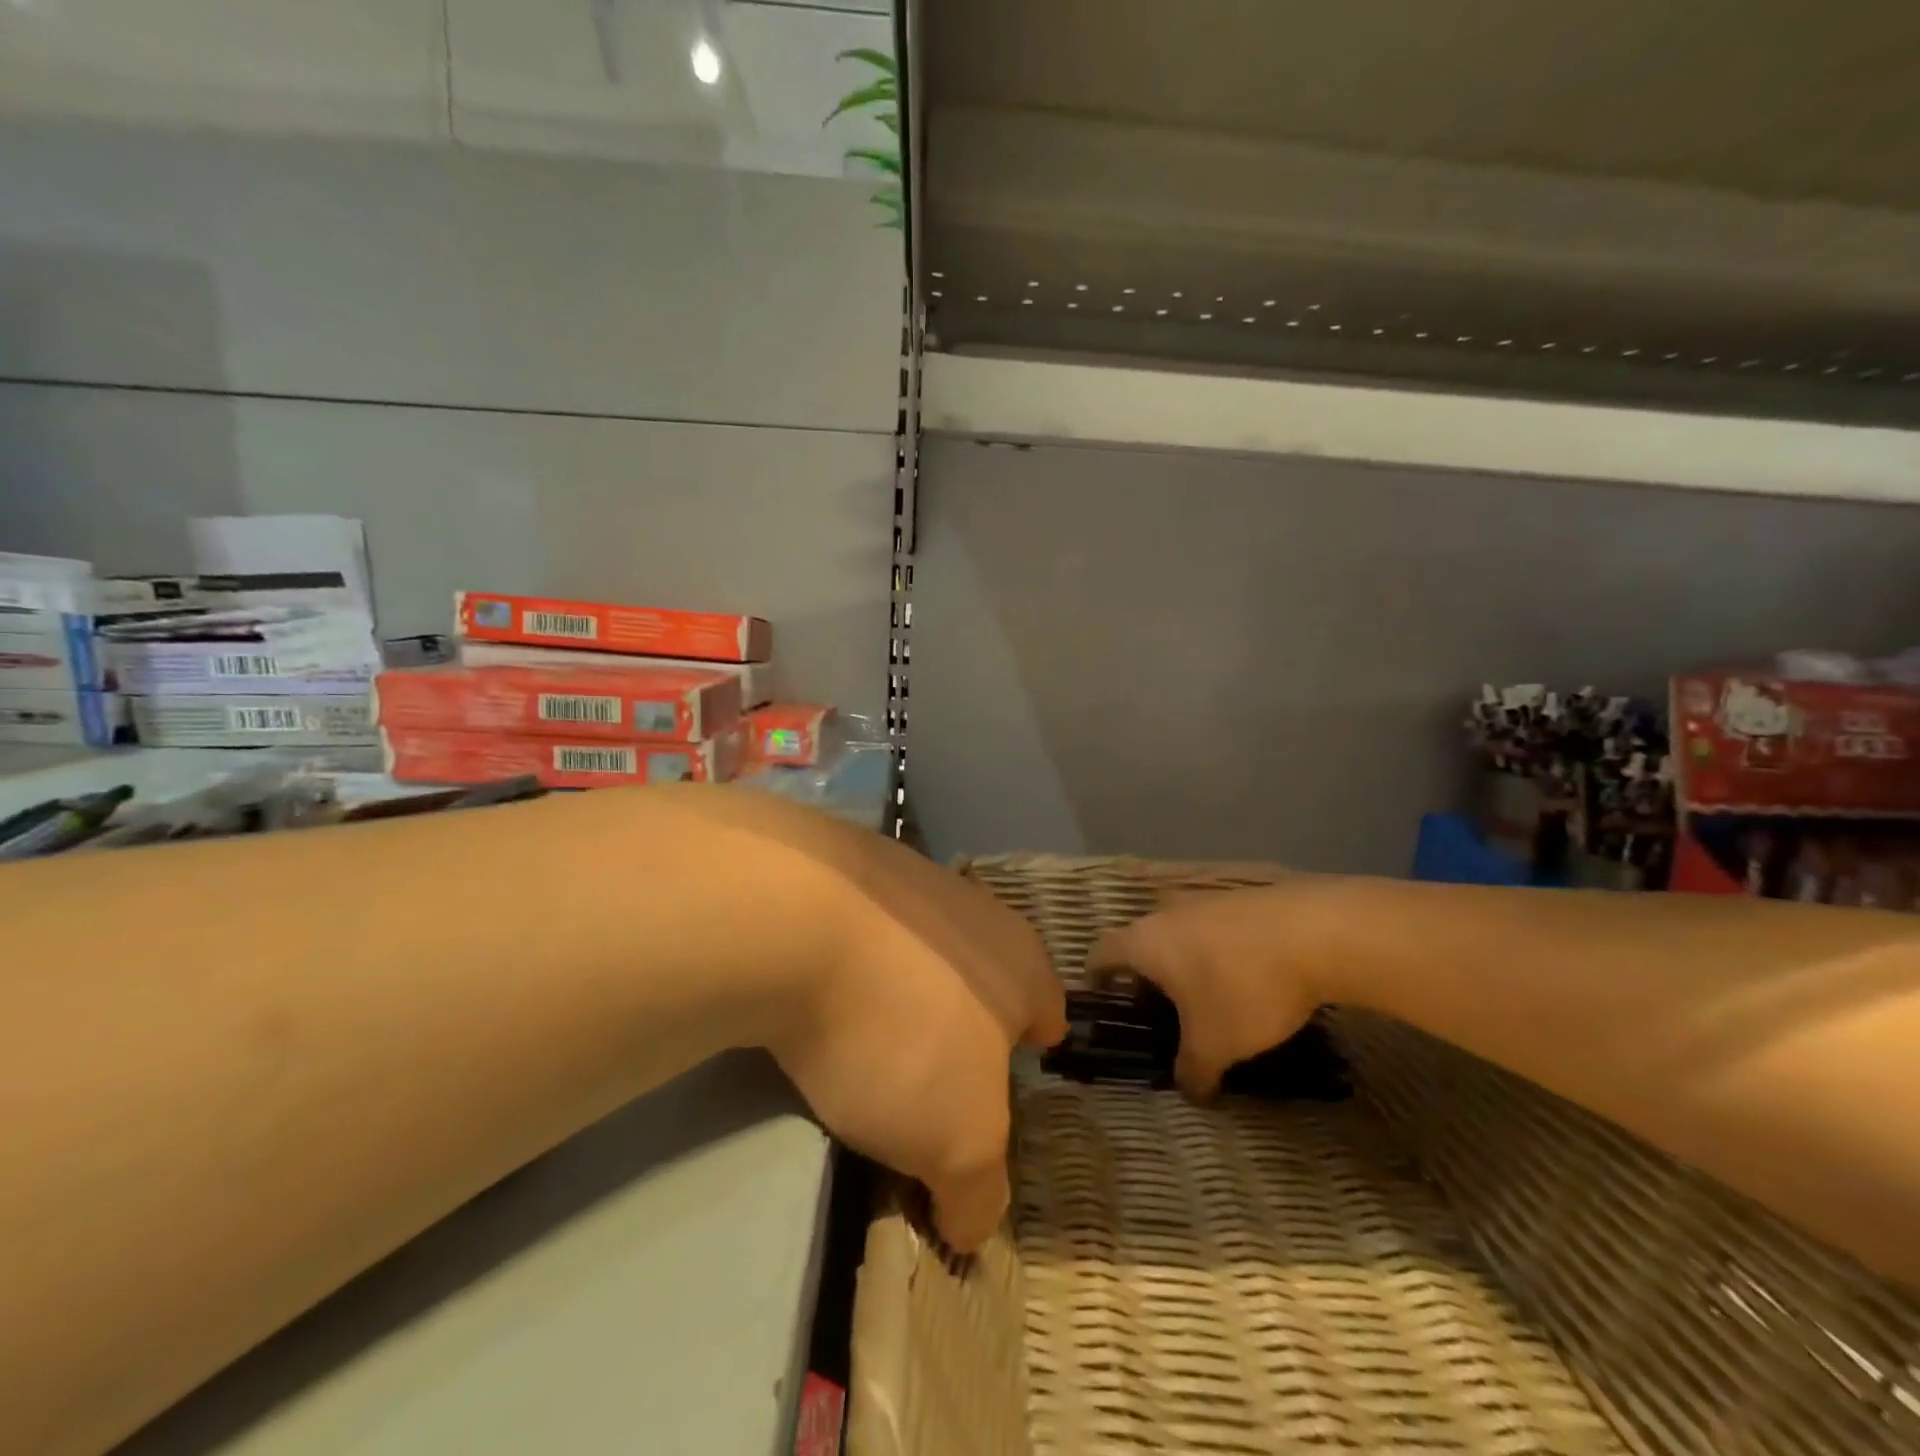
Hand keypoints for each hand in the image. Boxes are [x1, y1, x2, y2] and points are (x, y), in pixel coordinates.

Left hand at [686, 790, 1066, 1251]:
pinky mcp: (841, 870)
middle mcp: (973, 909)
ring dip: (904, 991)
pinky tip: (818, 992)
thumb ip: (978, 1188)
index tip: (1003, 1087)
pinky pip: (862, 931)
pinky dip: (849, 965)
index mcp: (1019, 961)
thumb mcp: (958, 1140)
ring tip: (865, 1041)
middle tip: (929, 1079)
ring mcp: (906, 880)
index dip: (1030, 1054)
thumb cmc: (902, 1029)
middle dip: (965, 1025)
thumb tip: (972, 1223)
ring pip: (922, 950)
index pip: (1046, 1011)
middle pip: (983, 977)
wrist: (795, 916)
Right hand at [1087, 881, 1333, 1099]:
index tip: (1106, 1001)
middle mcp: (1166, 912)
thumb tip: (1190, 1091)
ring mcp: (1205, 898)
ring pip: (1180, 932)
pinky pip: (1215, 926)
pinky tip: (1247, 975)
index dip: (1096, 978)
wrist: (1317, 932)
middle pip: (1141, 942)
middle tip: (1164, 1011)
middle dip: (1148, 976)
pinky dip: (1218, 950)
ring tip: (1209, 996)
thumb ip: (1192, 1070)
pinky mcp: (1242, 896)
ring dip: (1186, 961)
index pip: (1100, 953)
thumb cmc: (1245, 987)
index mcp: (1145, 942)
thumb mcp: (1216, 1044)